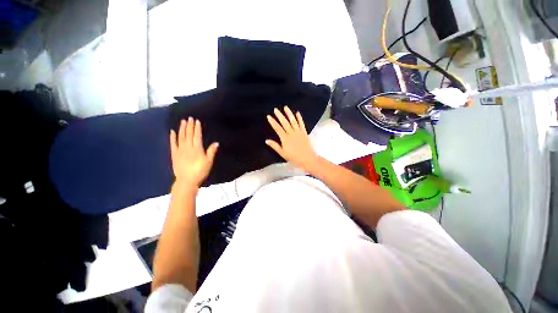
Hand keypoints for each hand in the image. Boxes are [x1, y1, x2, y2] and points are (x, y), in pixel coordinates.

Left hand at [170, 118, 218, 187]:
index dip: (197, 128)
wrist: (187, 180)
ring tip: (183, 121)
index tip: (197, 121)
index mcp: (197, 148)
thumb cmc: (200, 171)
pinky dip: (172, 137)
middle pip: (188, 134)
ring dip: (182, 128)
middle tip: (189, 118)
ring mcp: (180, 150)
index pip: (197, 136)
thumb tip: (216, 143)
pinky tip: (172, 131)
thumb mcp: (209, 162)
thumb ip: (211, 152)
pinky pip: (173, 143)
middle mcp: (187, 147)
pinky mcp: (174, 154)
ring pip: (180, 137)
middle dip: (189, 126)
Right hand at [266, 106, 318, 171]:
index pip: (277, 128)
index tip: (269, 116)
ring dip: (289, 114)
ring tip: (285, 107)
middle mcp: (291, 133)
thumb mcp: (282, 153)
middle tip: (276, 109)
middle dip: (279, 115)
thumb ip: (275, 146)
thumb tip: (266, 141)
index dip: (273, 122)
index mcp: (285, 138)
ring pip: (293, 121)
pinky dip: (299, 118)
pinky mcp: (304, 132)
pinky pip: (301, 124)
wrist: (307, 159)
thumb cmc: (294, 157)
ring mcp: (299, 132)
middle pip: (284, 123)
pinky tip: (297, 113)